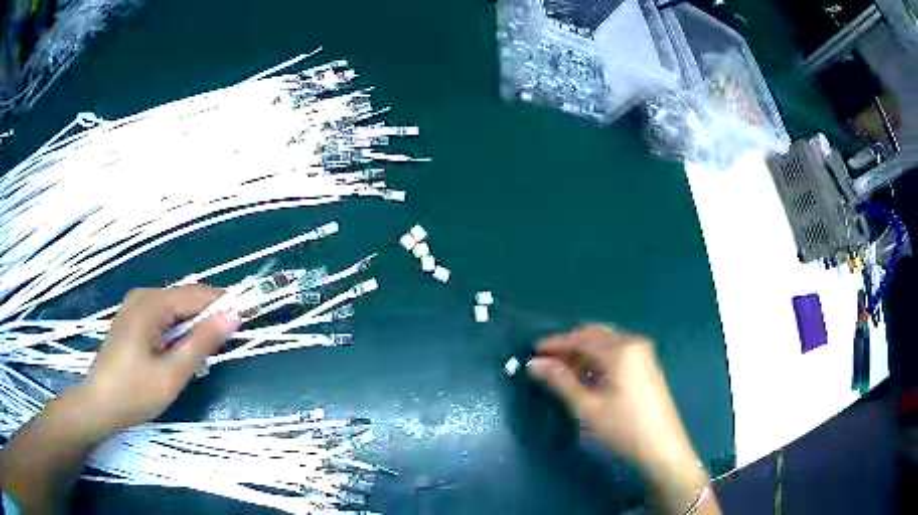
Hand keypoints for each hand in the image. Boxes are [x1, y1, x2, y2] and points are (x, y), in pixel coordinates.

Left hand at [67, 285, 237, 438]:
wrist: (98, 404)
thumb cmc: (134, 392)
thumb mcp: (172, 374)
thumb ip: (202, 343)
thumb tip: (233, 317)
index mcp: (151, 303)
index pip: (198, 295)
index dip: (225, 304)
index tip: (251, 316)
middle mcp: (143, 295)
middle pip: (186, 299)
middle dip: (209, 318)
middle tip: (227, 345)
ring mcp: (135, 306)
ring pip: (175, 309)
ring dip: (193, 327)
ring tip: (204, 355)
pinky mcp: (132, 319)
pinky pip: (163, 316)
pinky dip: (178, 331)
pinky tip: (180, 352)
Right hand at [528, 325, 719, 514]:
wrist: (662, 449)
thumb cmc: (623, 428)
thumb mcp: (587, 407)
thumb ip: (560, 381)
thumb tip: (535, 363)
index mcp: (621, 350)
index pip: (582, 338)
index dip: (556, 343)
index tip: (533, 351)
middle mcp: (634, 344)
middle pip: (596, 335)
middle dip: (570, 345)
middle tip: (547, 360)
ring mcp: (644, 355)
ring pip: (607, 344)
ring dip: (584, 352)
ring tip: (562, 369)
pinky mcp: (647, 367)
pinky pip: (617, 354)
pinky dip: (598, 360)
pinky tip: (587, 376)